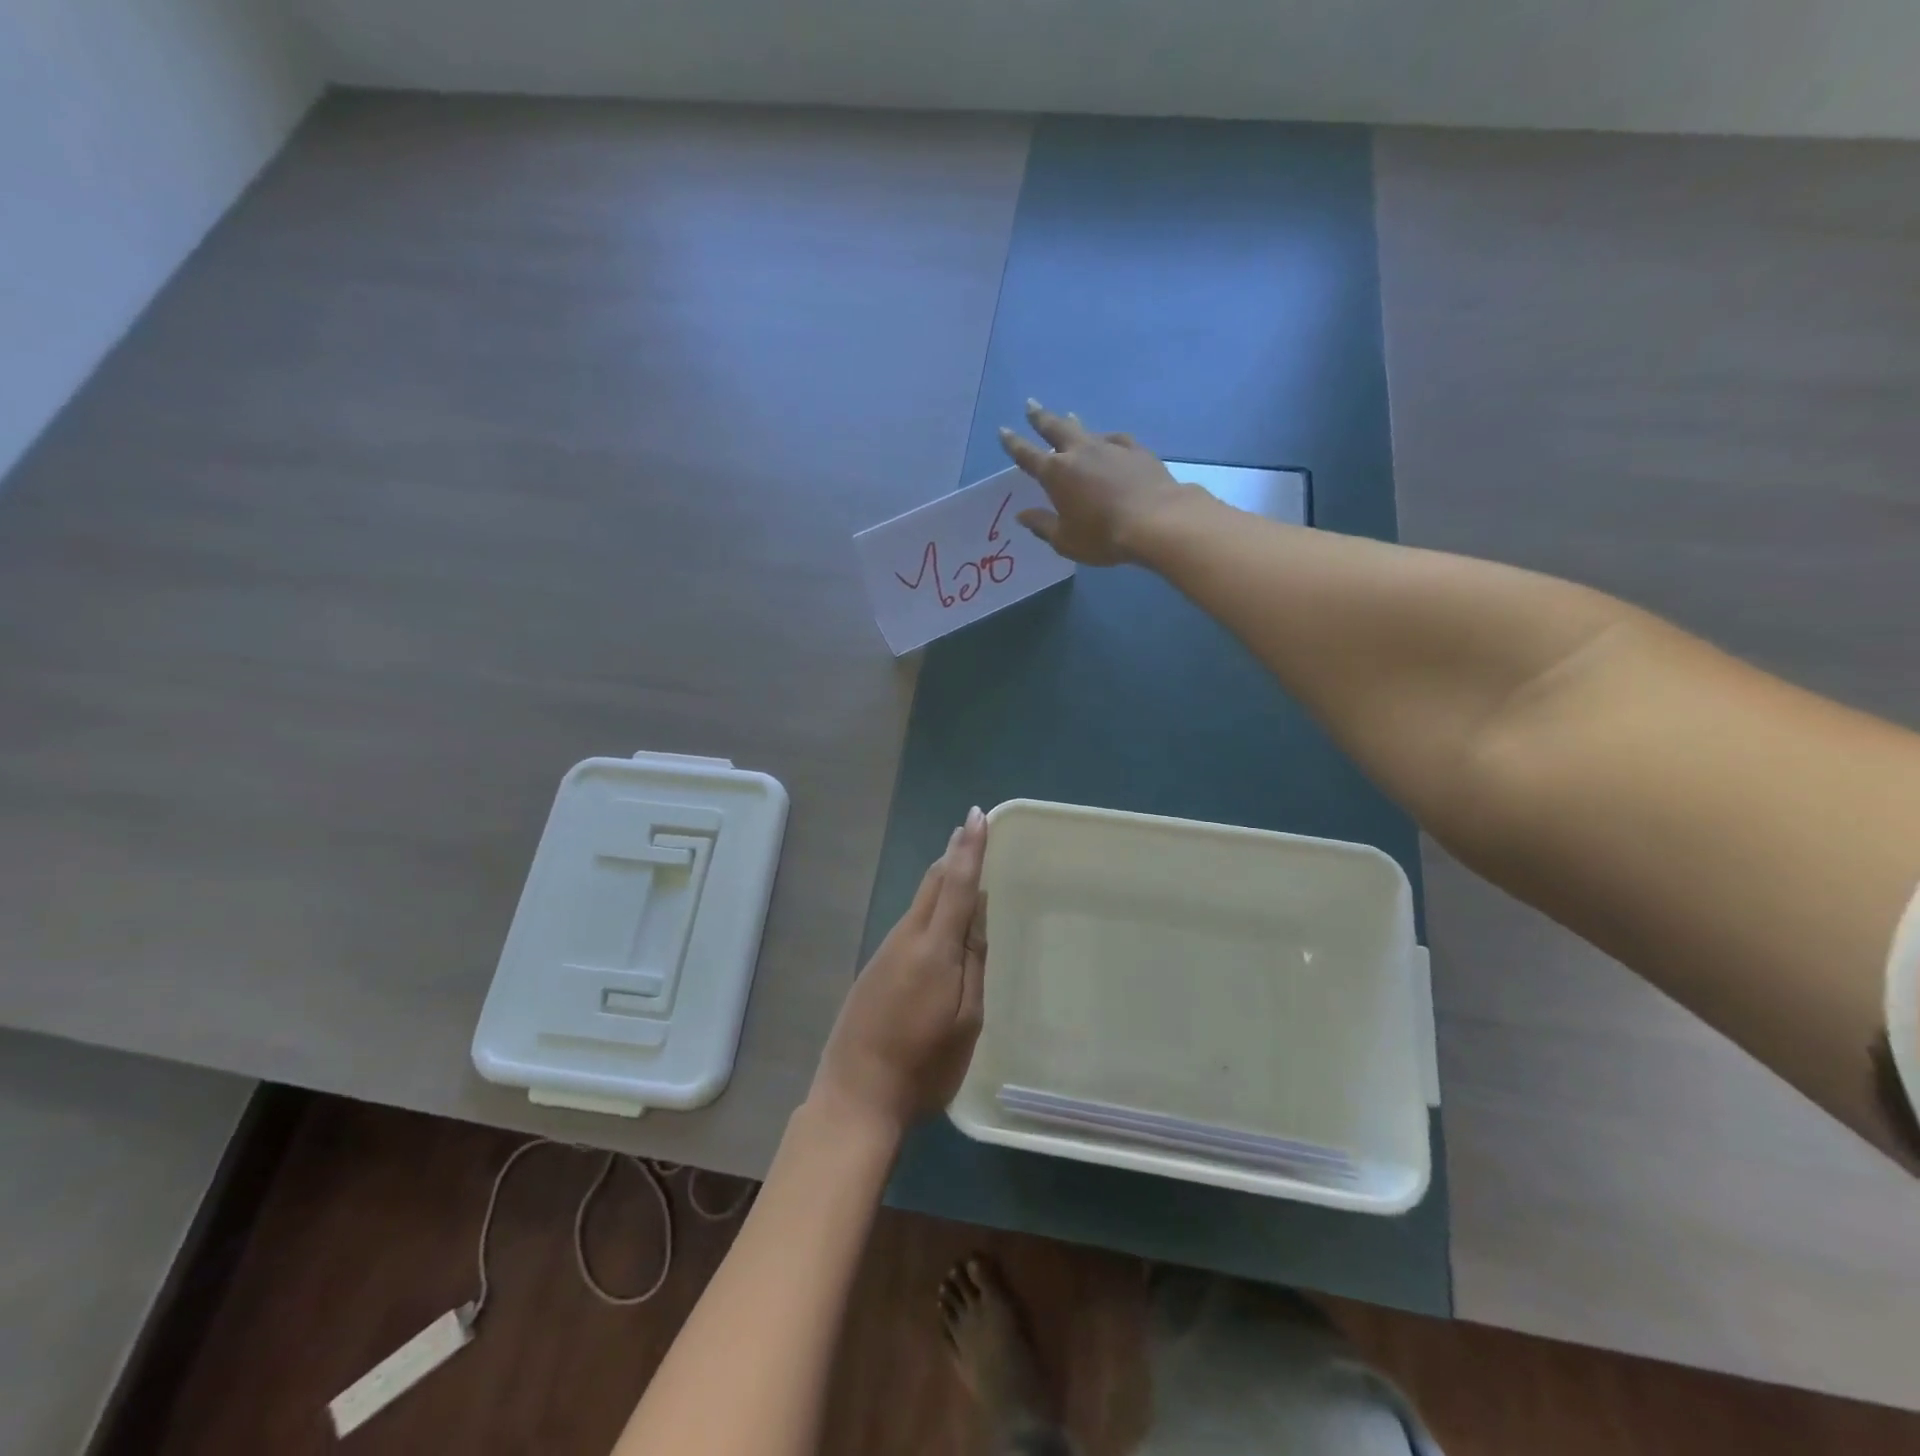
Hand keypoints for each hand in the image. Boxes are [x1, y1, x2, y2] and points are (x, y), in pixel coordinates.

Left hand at [810, 808, 988, 1137]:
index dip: (970, 849)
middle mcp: (906, 939)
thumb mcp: (966, 1020)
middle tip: (971, 830)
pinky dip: (929, 907)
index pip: (956, 884)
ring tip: (962, 865)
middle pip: (932, 884)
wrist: (855, 1097)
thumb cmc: (924, 1066)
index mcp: (934, 949)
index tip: (977, 816)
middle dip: (953, 854)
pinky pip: (909, 924)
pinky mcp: (875, 969)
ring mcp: (885, 952)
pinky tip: (940, 918)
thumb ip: (973, 960)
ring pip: (919, 903)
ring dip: (942, 879)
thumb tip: (977, 909)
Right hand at [998, 400, 1193, 565]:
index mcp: (1056, 474)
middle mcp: (1080, 453)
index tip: (1004, 430)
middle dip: (1040, 417)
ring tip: (1068, 415)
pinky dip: (1106, 439)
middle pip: (1055, 429)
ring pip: (1085, 430)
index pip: (1027, 455)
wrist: (1156, 521)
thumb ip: (1042, 525)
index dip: (1013, 443)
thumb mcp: (1065, 539)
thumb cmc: (1103, 535)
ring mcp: (1110, 448)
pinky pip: (1115, 440)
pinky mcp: (1136, 451)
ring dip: (1072, 423)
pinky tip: (1109, 440)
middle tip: (1031, 405)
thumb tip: (1023, 515)